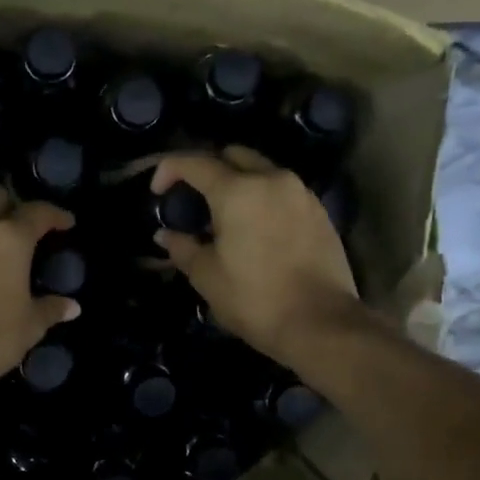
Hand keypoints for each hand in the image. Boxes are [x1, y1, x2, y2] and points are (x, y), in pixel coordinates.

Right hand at [152, 148, 362, 367]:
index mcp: (238, 191)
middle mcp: (272, 179)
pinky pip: (283, 191)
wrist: (321, 324)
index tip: (158, 192)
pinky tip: (256, 228)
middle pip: (233, 155)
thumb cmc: (255, 299)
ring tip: (226, 216)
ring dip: (239, 182)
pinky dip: (263, 198)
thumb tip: (166, 234)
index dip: (169, 170)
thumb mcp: (207, 276)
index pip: (195, 163)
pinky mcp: (319, 211)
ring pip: (262, 170)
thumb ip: (183, 247)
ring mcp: (300, 193)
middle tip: (194, 198)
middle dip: (208, 168)